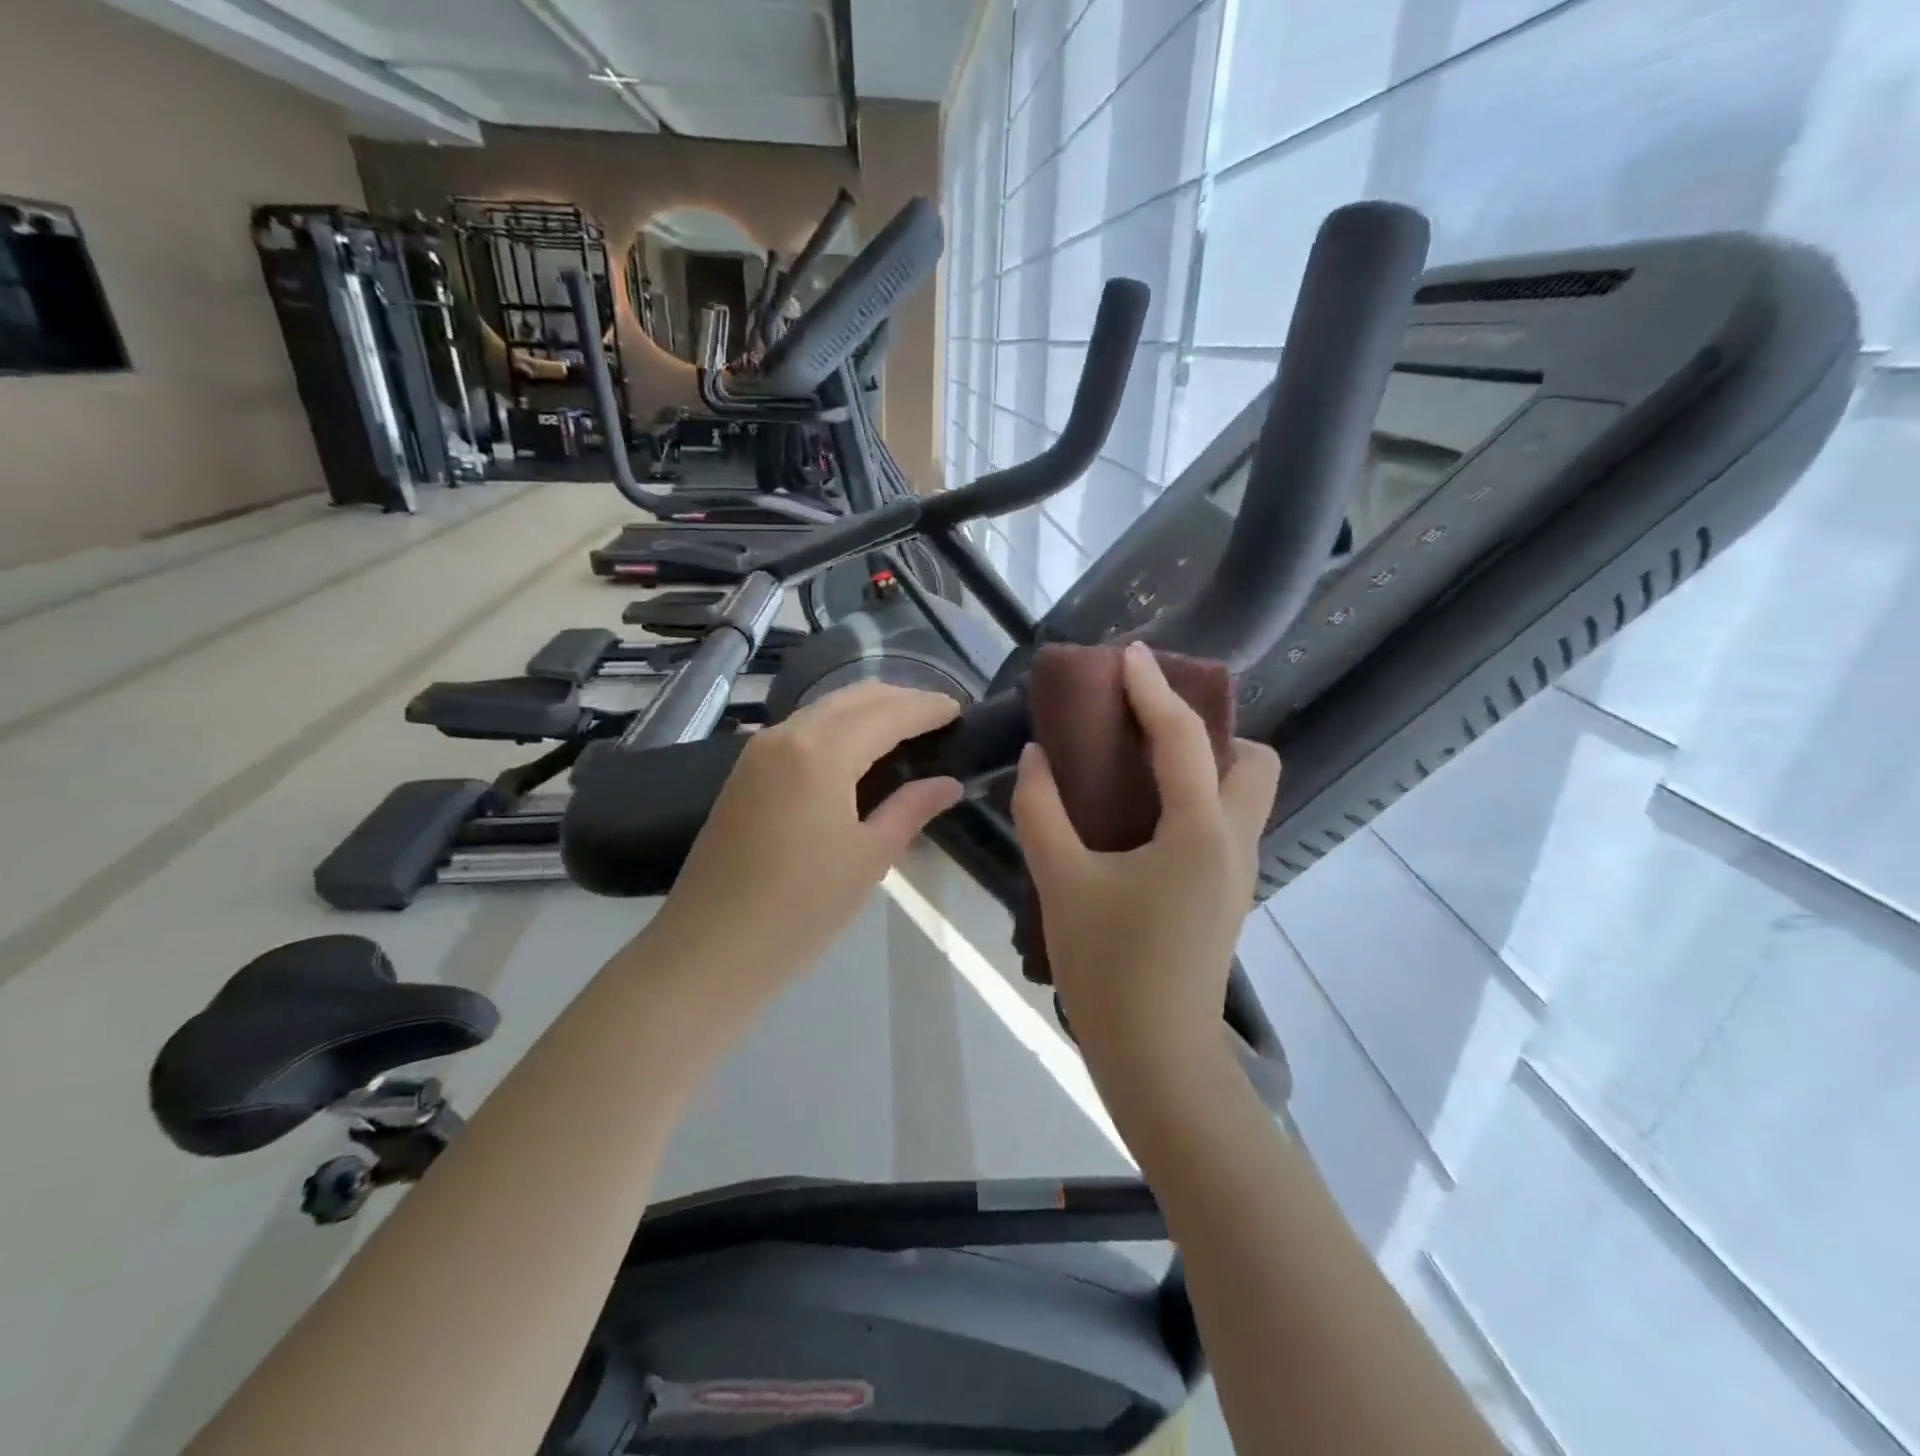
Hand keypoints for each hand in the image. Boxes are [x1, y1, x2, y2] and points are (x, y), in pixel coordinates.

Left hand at [646, 682, 963, 993]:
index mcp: (821, 752)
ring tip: (905, 729)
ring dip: (867, 710)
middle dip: (900, 699)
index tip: (961, 709)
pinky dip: (837, 727)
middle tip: (938, 718)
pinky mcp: (744, 772)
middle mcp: (787, 735)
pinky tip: (857, 750)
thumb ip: (911, 809)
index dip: (928, 708)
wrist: (709, 950)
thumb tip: (949, 783)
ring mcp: (758, 751)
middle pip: (854, 698)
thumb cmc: (800, 909)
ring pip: (824, 709)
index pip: (888, 713)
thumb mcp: (868, 859)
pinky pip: (801, 730)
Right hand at [1011, 641, 1280, 1072]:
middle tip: (1147, 729)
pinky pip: (1224, 822)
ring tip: (1139, 765)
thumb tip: (1036, 757)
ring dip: (1205, 764)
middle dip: (1209, 730)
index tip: (1129, 654)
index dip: (1153, 689)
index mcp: (1200, 830)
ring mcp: (1237, 871)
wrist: (1156, 1057)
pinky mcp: (1226, 894)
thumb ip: (1041, 810)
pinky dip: (1195, 798)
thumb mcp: (1061, 880)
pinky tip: (1141, 815)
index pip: (1183, 737)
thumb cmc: (1109, 965)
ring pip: (1244, 794)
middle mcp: (1234, 842)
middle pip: (1253, 761)